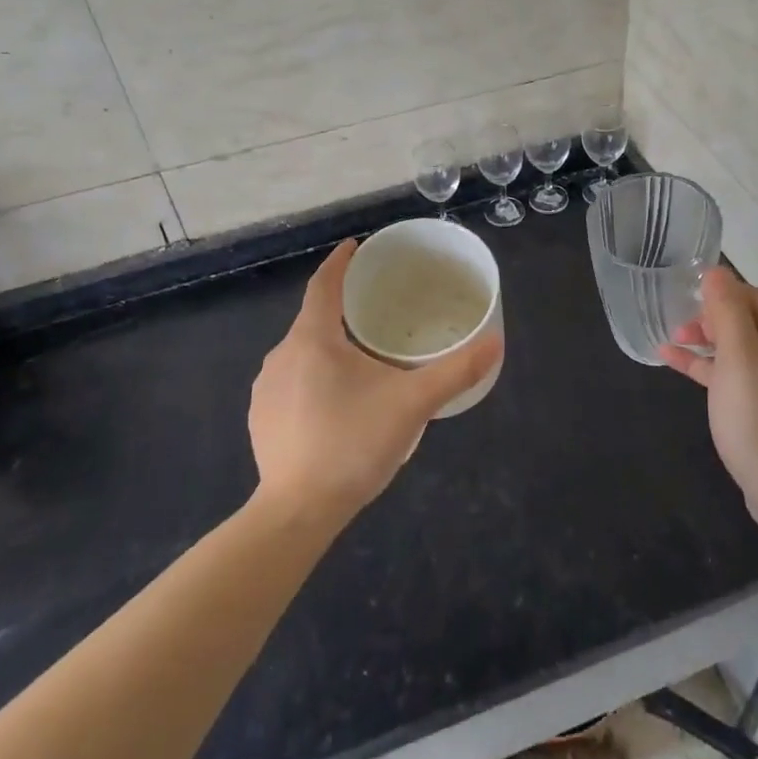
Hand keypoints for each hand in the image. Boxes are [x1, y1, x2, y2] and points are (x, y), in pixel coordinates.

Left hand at [249, 239, 502, 520]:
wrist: (297, 512)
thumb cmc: (353, 444)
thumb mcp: (413, 404)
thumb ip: (456, 371)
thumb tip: (496, 342)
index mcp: (313, 338)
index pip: (324, 284)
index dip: (340, 262)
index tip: (354, 246)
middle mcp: (282, 354)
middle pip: (314, 318)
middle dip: (342, 309)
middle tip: (375, 311)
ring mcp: (266, 388)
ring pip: (302, 352)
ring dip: (328, 348)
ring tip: (361, 360)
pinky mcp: (261, 418)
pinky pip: (290, 382)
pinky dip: (312, 378)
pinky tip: (335, 404)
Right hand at [659, 268, 757, 532]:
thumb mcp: (740, 360)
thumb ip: (728, 314)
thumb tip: (717, 272)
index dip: (732, 290)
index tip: (696, 294)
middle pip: (752, 321)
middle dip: (716, 313)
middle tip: (684, 320)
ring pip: (739, 349)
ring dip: (707, 338)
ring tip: (672, 339)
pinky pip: (731, 377)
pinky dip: (706, 366)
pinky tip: (675, 365)